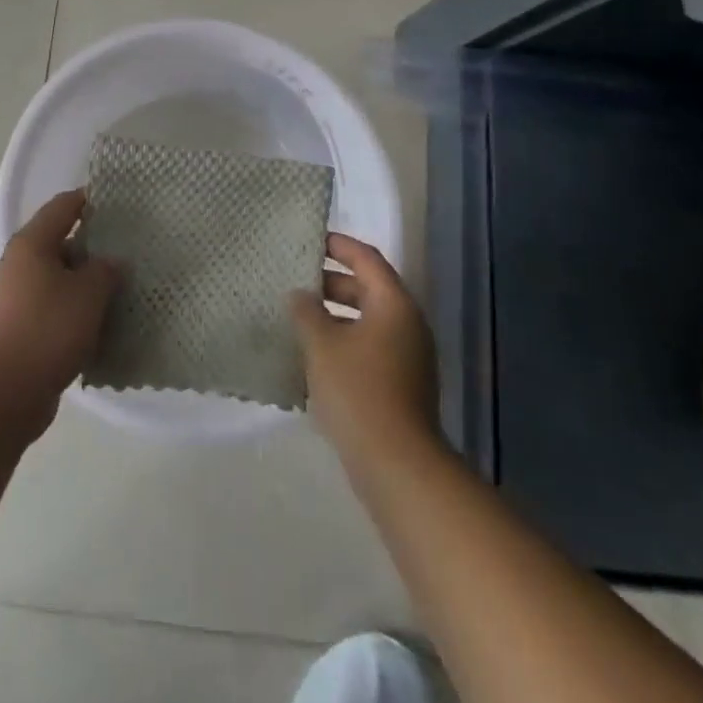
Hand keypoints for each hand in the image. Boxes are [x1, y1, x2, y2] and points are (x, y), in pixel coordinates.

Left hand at [0, 190, 122, 434]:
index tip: (119, 203)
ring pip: (59, 278)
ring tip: (122, 288)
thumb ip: (105, 270)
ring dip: (86, 282)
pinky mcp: (19, 327)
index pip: (63, 206)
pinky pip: (53, 306)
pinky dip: (75, 309)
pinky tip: (101, 322)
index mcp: (32, 243)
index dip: (90, 200)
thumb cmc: (48, 329)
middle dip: (94, 246)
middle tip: (129, 251)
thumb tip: (111, 262)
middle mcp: (19, 263)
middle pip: (60, 242)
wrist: (5, 392)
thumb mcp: (88, 294)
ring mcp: (16, 297)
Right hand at [291, 233, 439, 471]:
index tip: (310, 239)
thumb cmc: (358, 390)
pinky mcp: (401, 384)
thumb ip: (307, 311)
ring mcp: (408, 356)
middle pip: (368, 288)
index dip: (339, 245)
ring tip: (297, 316)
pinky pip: (370, 346)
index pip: (367, 259)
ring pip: (367, 320)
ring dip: (334, 314)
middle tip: (295, 280)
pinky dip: (344, 340)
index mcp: (394, 305)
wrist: (396, 464)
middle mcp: (407, 324)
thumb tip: (300, 294)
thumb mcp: (322, 344)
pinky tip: (313, 353)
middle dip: (331, 282)